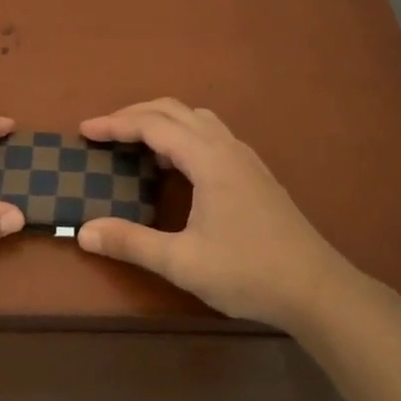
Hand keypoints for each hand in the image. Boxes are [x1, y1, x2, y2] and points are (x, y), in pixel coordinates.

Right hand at [76, 99, 352, 329]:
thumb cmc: (248, 272)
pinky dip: (183, 135)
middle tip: (103, 131)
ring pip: (196, 119)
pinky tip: (177, 167)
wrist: (317, 289)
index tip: (84, 130)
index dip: (115, 124)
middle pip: (174, 110)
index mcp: (208, 159)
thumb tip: (83, 231)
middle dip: (134, 115)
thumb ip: (131, 243)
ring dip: (162, 122)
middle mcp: (226, 147)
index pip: (153, 125)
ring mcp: (245, 157)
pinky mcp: (255, 173)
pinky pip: (211, 135)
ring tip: (137, 145)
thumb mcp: (183, 262)